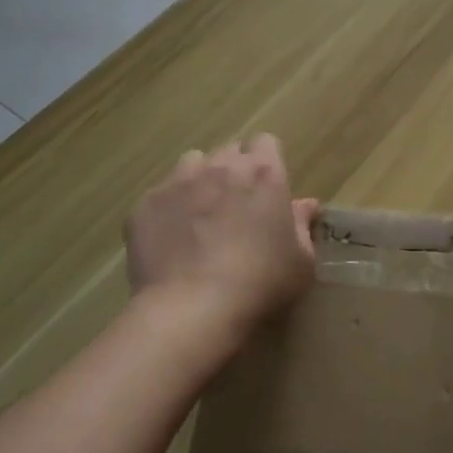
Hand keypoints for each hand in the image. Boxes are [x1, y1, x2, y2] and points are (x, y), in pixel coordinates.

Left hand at [124, 135, 317, 335]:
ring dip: (200, 180)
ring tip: (199, 214)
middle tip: (236, 205)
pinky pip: (160, 194)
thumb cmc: (260, 284)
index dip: (266, 161)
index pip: (265, 142)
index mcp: (265, 173)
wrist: (191, 309)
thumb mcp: (300, 261)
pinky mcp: (146, 204)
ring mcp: (180, 182)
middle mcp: (222, 167)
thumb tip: (306, 204)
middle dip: (234, 170)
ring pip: (192, 163)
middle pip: (229, 151)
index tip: (266, 187)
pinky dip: (168, 209)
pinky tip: (171, 239)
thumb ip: (302, 226)